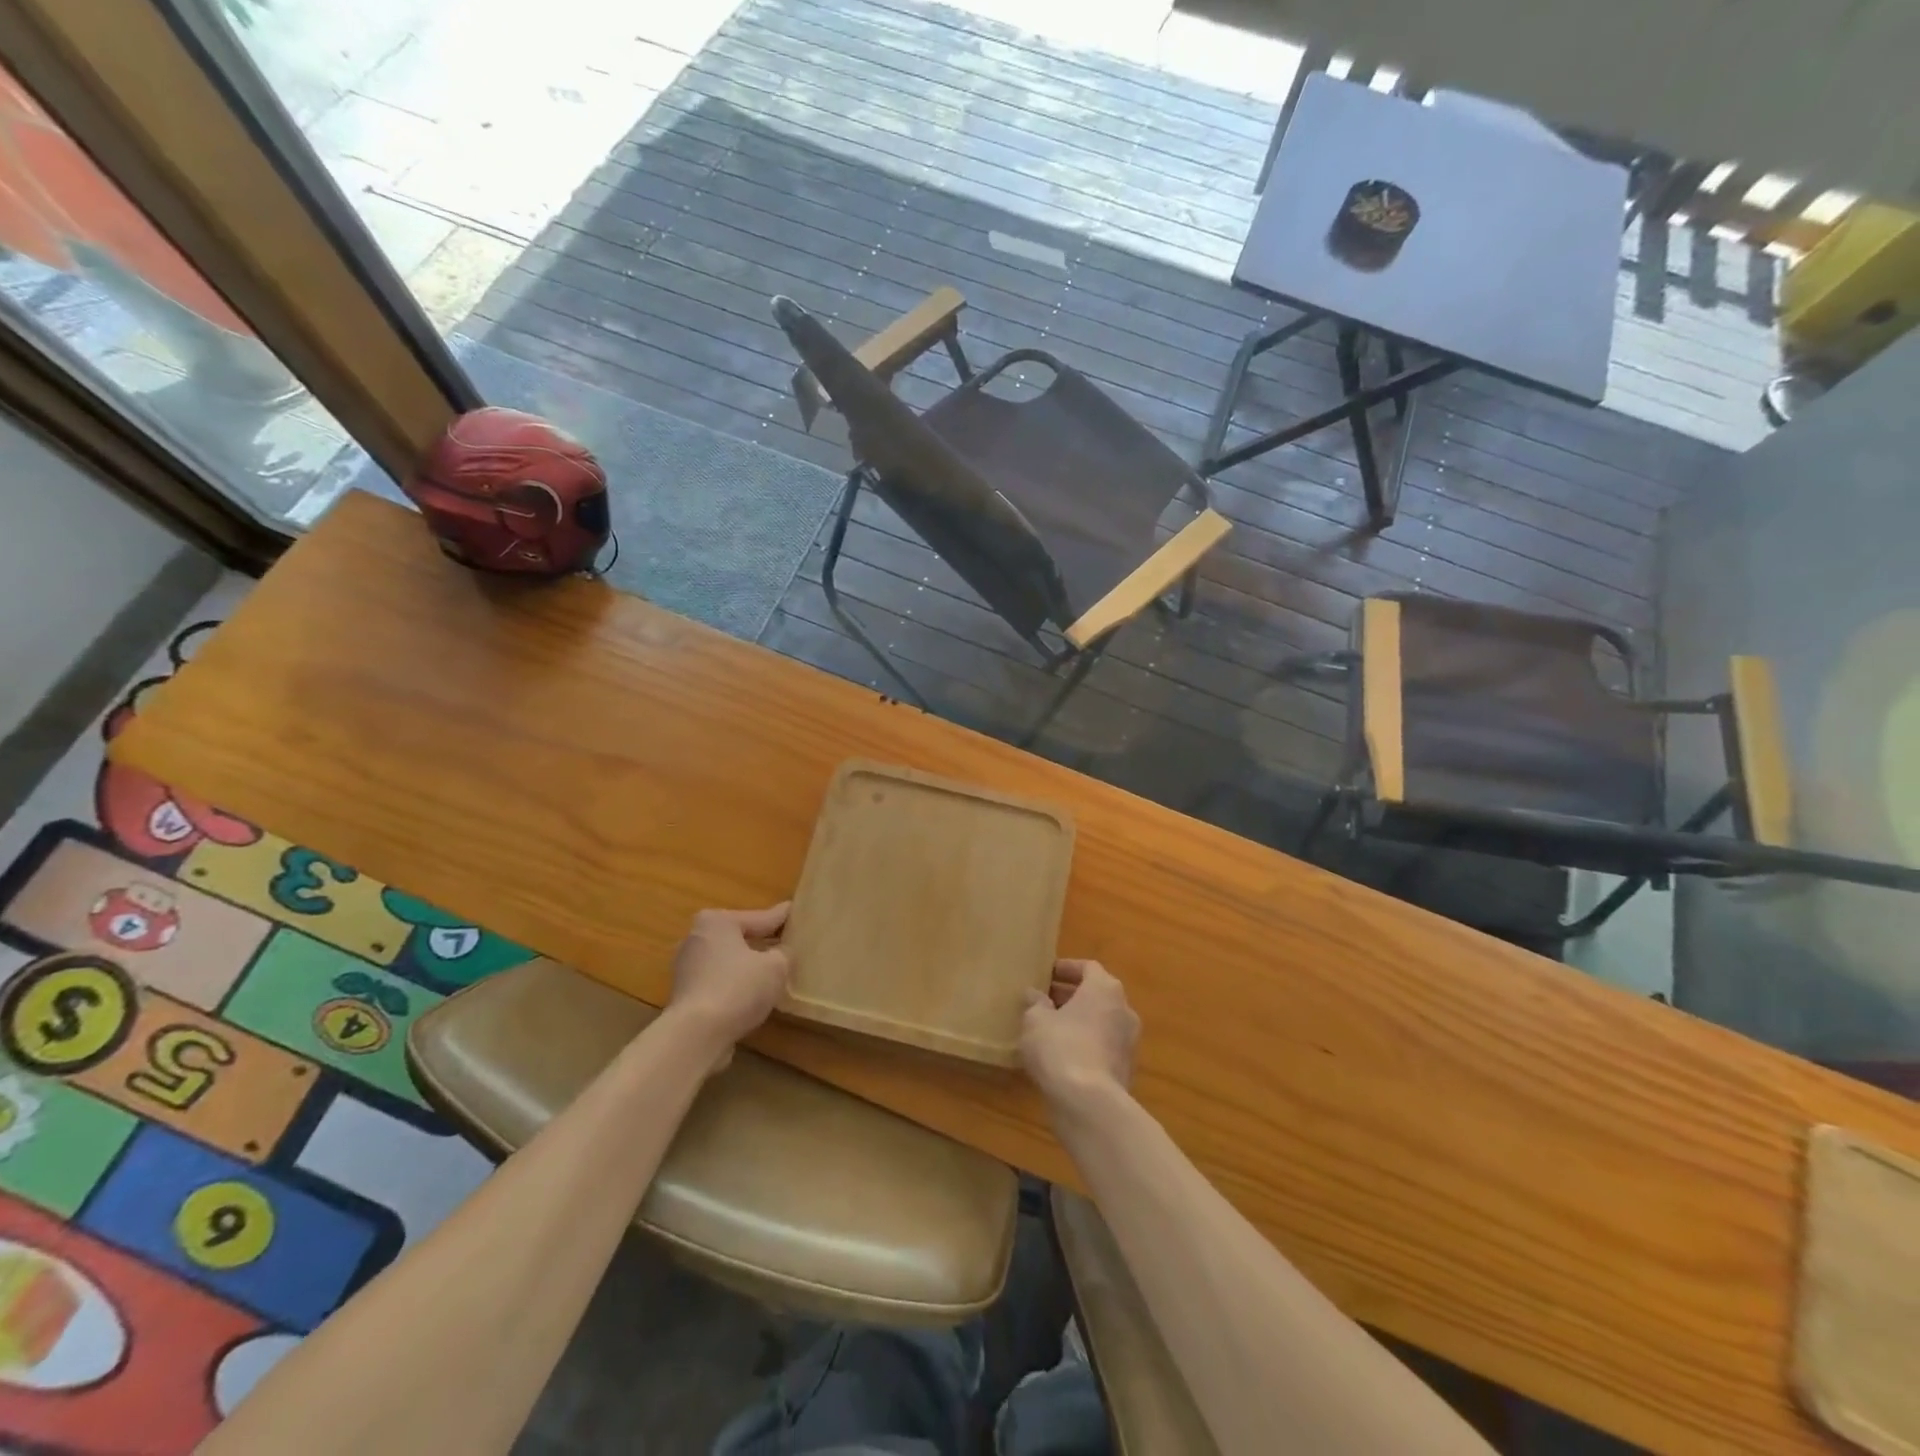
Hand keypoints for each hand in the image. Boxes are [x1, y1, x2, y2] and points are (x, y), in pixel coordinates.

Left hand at [666, 904, 791, 1069]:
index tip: (794, 910)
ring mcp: (685, 968)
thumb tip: (780, 954)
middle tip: (785, 944)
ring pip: (726, 961)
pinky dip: (733, 986)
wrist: (695, 1036)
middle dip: (760, 943)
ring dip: (746, 967)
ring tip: (770, 974)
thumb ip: (783, 954)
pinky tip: (750, 997)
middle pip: (738, 938)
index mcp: (717, 922)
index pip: (759, 918)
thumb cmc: (738, 988)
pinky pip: (717, 982)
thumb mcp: (776, 967)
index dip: (780, 918)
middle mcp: (696, 938)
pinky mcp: (683, 995)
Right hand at [1020, 959, 1138, 1113]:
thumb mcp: (1036, 1020)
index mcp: (1104, 989)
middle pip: (1097, 994)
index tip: (1047, 974)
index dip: (1066, 968)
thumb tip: (1034, 994)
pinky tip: (1061, 1056)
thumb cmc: (1061, 1047)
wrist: (1090, 1103)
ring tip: (1049, 1029)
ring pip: (1101, 1022)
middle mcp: (1124, 1010)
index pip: (1088, 967)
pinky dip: (1085, 1044)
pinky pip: (1102, 1047)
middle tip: (1044, 1000)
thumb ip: (1035, 1004)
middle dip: (1070, 996)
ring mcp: (1129, 1042)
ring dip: (1078, 1021)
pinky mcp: (1126, 1069)